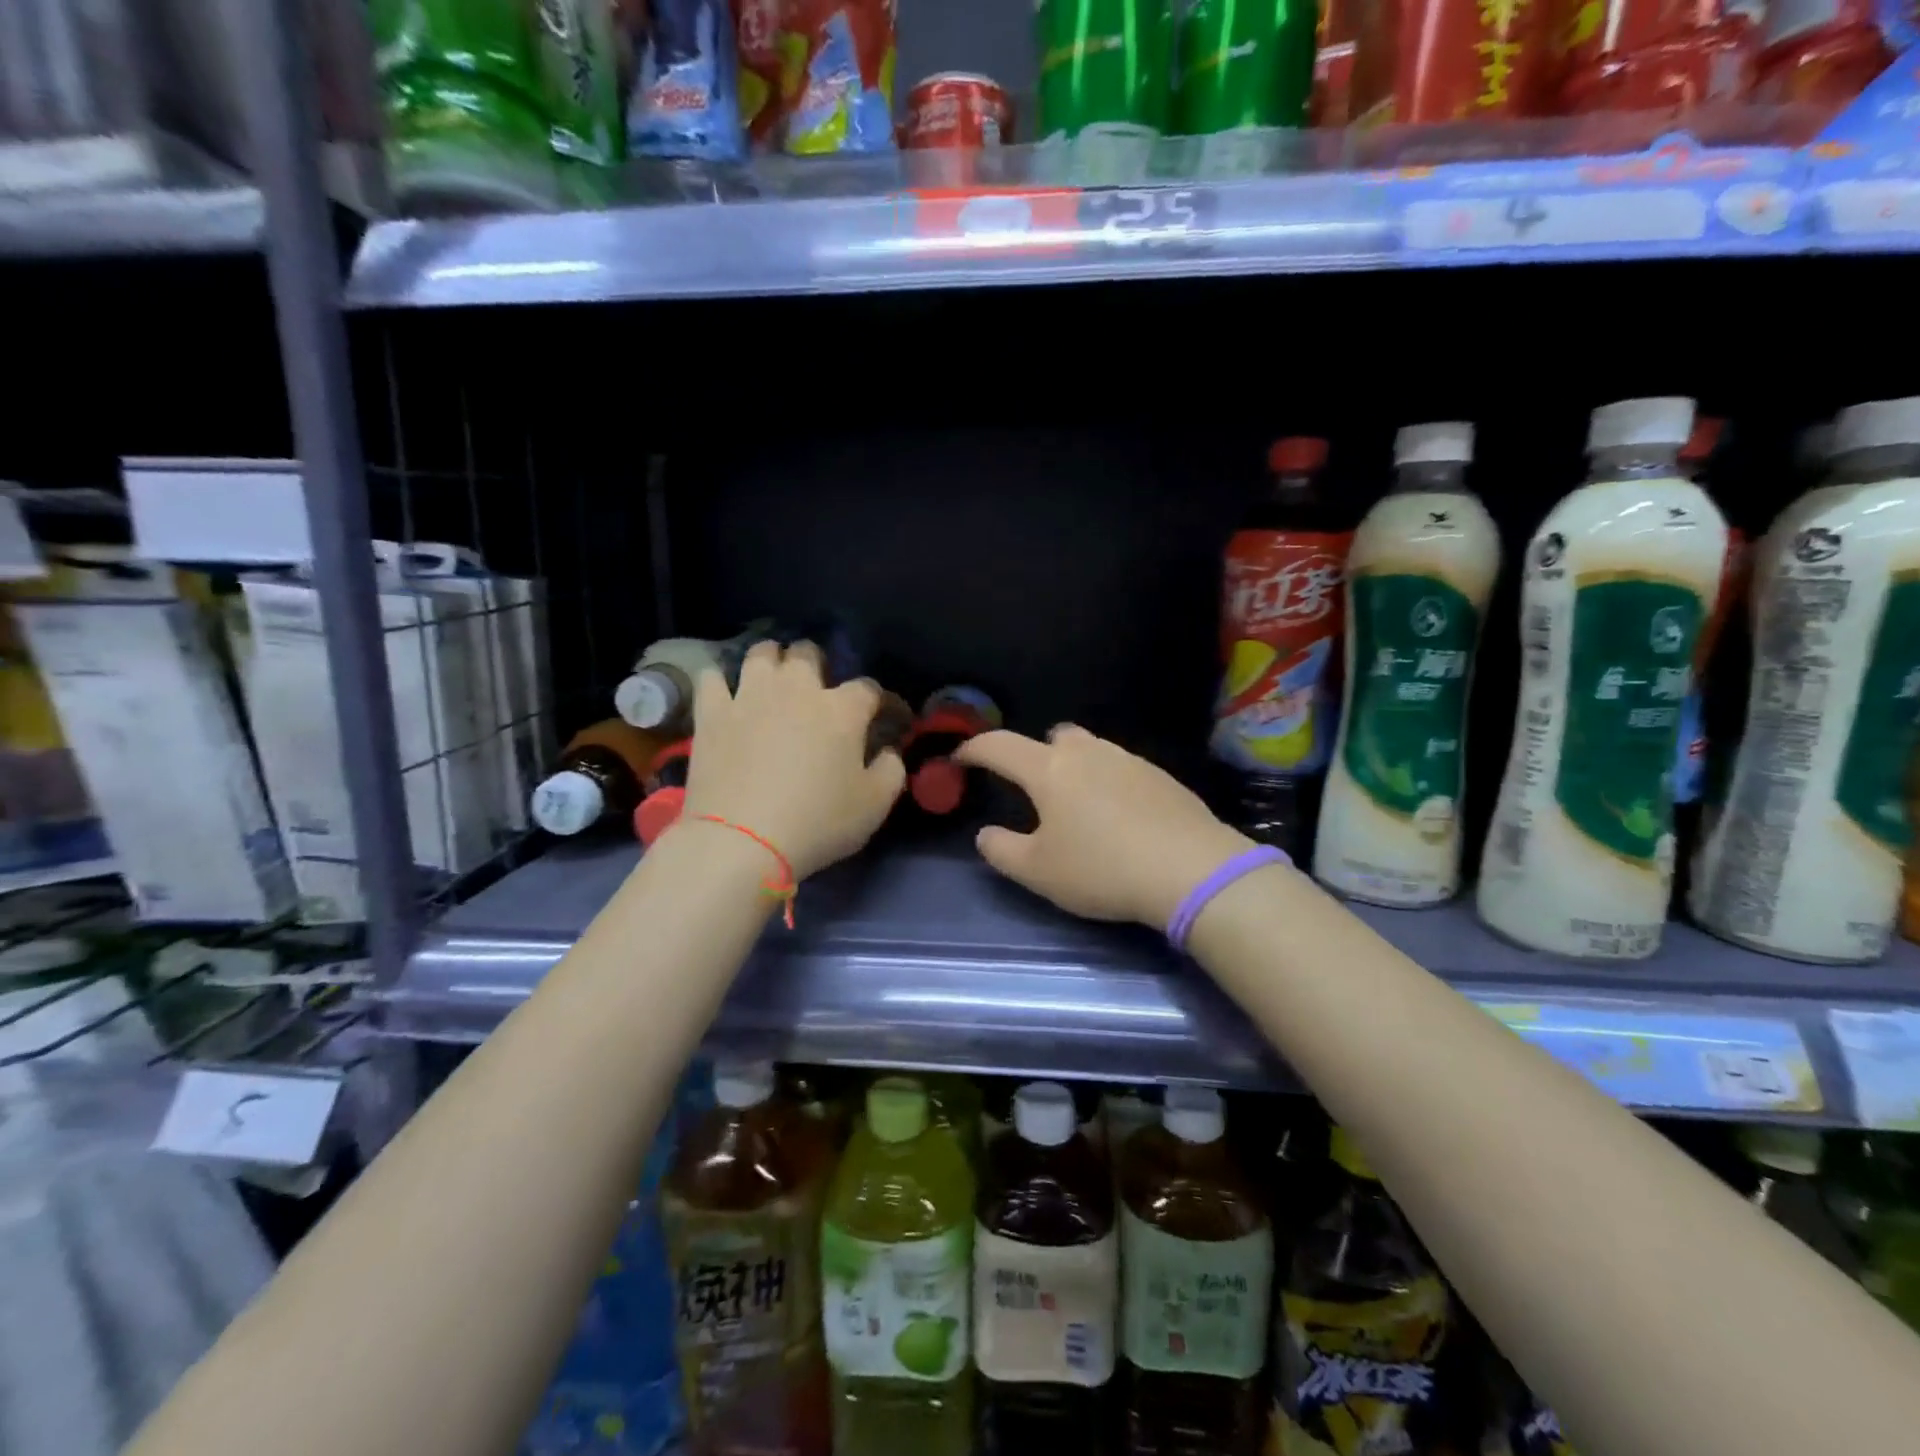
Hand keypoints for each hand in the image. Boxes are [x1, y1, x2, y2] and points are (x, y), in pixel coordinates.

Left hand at [679, 640, 905, 879]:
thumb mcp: (875, 805)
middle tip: (819, 687)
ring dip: (772, 659)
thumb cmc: (818, 823)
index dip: (883, 701)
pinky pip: (711, 678)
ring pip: (761, 653)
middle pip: (808, 653)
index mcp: (842, 710)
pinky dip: (720, 681)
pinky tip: (725, 694)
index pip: (869, 689)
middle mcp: (796, 689)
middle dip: (818, 663)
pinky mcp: (711, 713)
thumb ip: (891, 770)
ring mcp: (749, 696)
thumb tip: (889, 751)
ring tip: (773, 677)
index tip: (889, 717)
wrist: (741, 840)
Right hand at [955, 725, 1252, 928]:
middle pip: (1053, 738)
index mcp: (1049, 770)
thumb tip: (986, 834)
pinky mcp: (1160, 776)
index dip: (974, 748)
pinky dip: (1110, 782)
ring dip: (1076, 767)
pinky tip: (1120, 817)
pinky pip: (1122, 768)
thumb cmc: (1102, 869)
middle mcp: (1088, 753)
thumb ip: (1001, 850)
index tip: (961, 758)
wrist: (1191, 869)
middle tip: (1035, 791)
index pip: (1000, 746)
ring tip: (1079, 806)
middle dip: (1036, 756)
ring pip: (1091, 749)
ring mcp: (1128, 760)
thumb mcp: (1039, 872)